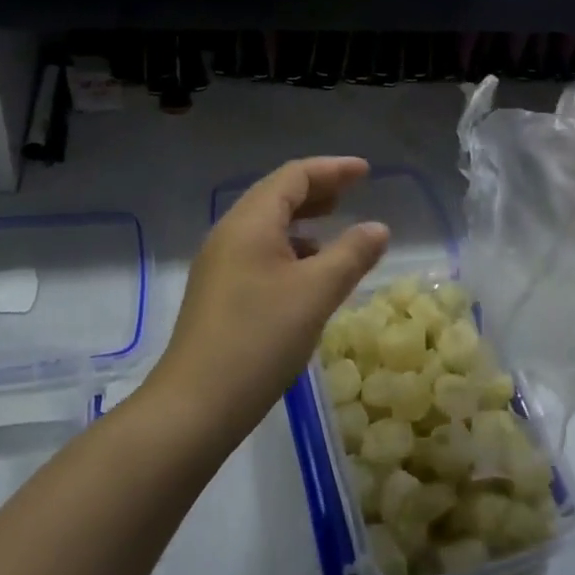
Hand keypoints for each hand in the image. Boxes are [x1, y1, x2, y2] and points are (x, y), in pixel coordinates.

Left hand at [154, 157, 389, 442]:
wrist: (195, 406)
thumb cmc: (260, 339)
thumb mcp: (316, 293)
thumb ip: (352, 254)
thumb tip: (378, 228)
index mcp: (250, 222)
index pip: (294, 176)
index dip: (332, 169)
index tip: (366, 172)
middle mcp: (230, 234)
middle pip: (277, 195)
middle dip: (318, 190)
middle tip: (353, 193)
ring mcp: (219, 265)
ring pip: (267, 226)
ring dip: (303, 220)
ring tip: (335, 229)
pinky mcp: (219, 293)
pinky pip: (259, 252)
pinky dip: (290, 249)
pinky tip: (308, 273)